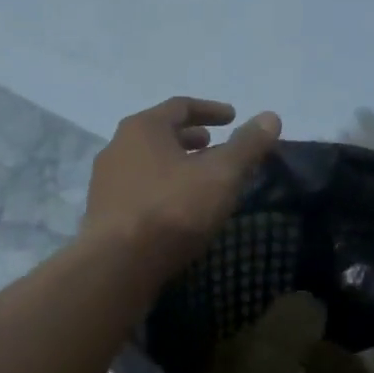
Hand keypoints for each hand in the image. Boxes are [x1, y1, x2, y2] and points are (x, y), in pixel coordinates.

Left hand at [84, 97, 282, 277]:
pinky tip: (178, 207)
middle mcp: (118, 146)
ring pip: (148, 162)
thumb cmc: (173, 209)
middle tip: (215, 144)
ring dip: (176, 163)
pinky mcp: (103, 212)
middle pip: (159, 133)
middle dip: (190, 137)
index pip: (180, 106)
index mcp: (143, 127)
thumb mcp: (221, 174)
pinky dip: (163, 186)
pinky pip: (139, 188)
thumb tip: (271, 117)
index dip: (210, 110)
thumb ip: (247, 144)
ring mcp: (105, 181)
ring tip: (200, 177)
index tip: (233, 117)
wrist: (117, 266)